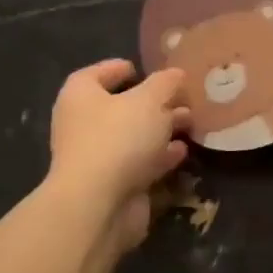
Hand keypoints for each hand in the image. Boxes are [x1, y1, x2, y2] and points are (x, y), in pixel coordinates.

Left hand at [48, 59, 190, 251]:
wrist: (99, 203)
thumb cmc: (118, 138)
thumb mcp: (149, 100)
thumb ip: (165, 83)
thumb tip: (176, 74)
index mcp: (81, 95)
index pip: (97, 74)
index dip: (119, 69)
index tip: (143, 68)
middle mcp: (83, 124)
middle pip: (120, 106)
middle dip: (153, 102)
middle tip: (183, 97)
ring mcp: (97, 156)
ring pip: (134, 136)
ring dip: (161, 129)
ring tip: (191, 122)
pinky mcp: (113, 183)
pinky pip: (140, 162)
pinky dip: (160, 156)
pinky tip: (182, 151)